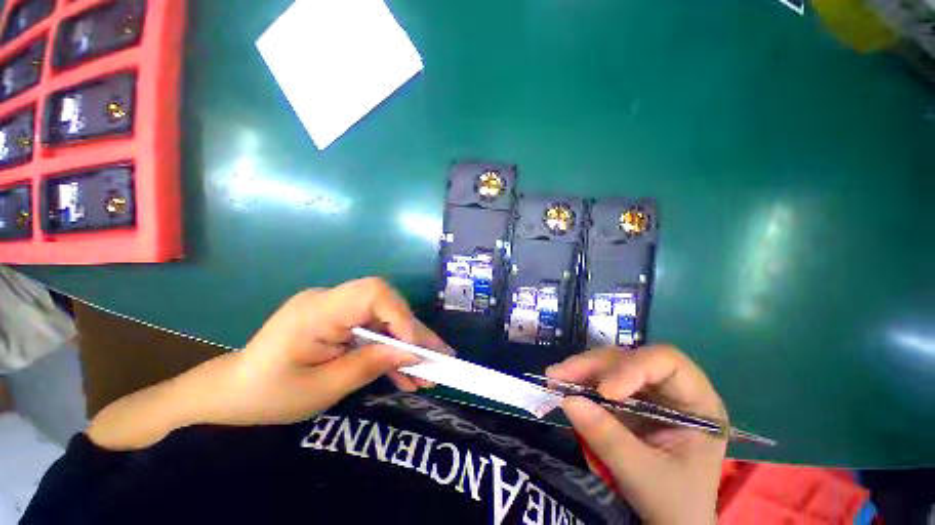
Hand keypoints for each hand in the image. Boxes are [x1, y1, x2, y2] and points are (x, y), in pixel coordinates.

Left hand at [216, 277, 449, 425]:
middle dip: (415, 334)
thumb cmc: (268, 395)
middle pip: (387, 306)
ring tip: (430, 372)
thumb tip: (412, 353)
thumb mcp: (322, 388)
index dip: (401, 315)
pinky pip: (374, 330)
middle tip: (440, 359)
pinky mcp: (342, 320)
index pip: (373, 293)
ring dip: (409, 346)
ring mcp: (338, 309)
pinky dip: (391, 351)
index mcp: (317, 311)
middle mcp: (332, 300)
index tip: (415, 346)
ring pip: (386, 320)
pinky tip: (406, 373)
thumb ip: (370, 365)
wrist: (234, 393)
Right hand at [547, 346, 725, 524]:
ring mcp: (647, 391)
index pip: (666, 362)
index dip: (632, 368)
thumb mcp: (645, 476)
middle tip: (559, 375)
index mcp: (697, 402)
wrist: (670, 521)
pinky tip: (562, 384)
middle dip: (593, 366)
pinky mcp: (626, 397)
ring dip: (581, 369)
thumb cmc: (673, 502)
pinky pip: (600, 377)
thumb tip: (568, 400)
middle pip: (630, 358)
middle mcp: (671, 387)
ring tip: (554, 378)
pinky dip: (579, 380)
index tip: (604, 392)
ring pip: (611, 363)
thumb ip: (609, 439)